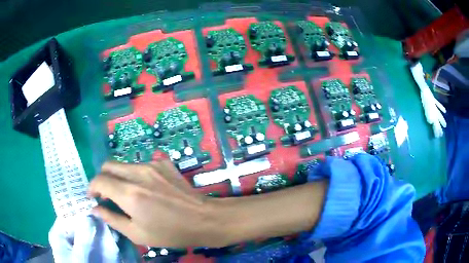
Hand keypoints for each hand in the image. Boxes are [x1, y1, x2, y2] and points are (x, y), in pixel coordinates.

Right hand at [88, 160, 220, 247]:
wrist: (203, 219)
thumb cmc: (170, 232)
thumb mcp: (137, 234)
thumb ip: (112, 219)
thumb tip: (95, 208)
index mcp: (129, 193)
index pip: (100, 180)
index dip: (92, 188)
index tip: (93, 197)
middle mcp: (138, 173)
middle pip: (108, 165)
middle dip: (102, 178)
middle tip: (106, 194)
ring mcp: (152, 164)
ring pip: (124, 164)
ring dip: (118, 177)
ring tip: (127, 193)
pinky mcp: (163, 162)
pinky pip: (140, 164)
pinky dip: (135, 175)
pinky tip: (145, 188)